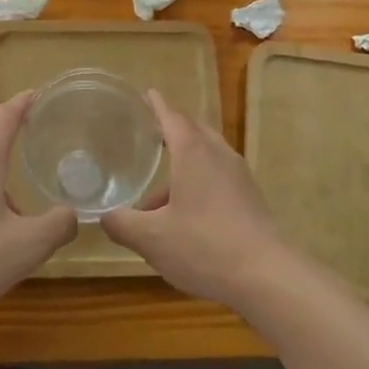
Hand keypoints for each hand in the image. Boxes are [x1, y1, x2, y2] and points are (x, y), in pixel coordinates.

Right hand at [100, 89, 296, 309]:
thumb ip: (122, 224)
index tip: (147, 93)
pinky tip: (186, 215)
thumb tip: (103, 215)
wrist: (266, 275)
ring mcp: (239, 175)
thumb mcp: (152, 239)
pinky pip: (219, 176)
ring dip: (184, 165)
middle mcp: (218, 154)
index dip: (157, 106)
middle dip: (172, 129)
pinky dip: (199, 181)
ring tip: (157, 196)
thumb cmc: (204, 246)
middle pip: (194, 131)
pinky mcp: (250, 198)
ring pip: (207, 156)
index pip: (172, 117)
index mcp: (193, 152)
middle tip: (150, 135)